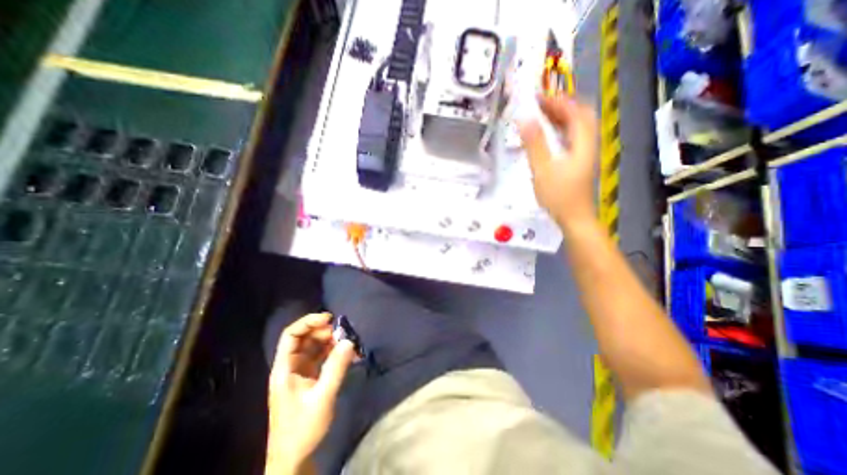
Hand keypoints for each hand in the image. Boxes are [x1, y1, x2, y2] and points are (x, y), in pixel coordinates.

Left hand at [266, 313, 353, 472]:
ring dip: (331, 341)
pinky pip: (321, 357)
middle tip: (343, 333)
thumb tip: (349, 341)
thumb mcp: (322, 397)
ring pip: (314, 346)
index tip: (329, 318)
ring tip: (348, 342)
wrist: (294, 458)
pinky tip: (347, 354)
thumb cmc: (303, 429)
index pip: (291, 335)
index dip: (308, 322)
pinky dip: (333, 352)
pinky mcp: (309, 377)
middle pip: (304, 338)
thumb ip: (336, 368)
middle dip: (324, 331)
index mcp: (284, 369)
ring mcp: (300, 372)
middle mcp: (290, 366)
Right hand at [519, 94, 596, 226]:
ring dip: (561, 117)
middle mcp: (588, 143)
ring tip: (541, 115)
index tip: (538, 97)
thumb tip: (524, 119)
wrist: (574, 218)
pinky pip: (572, 138)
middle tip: (539, 104)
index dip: (558, 101)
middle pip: (580, 116)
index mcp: (583, 142)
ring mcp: (585, 153)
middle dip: (561, 106)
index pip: (575, 112)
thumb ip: (534, 143)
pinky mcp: (579, 162)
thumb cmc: (559, 195)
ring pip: (577, 127)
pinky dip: (561, 131)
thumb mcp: (542, 169)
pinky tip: (548, 135)